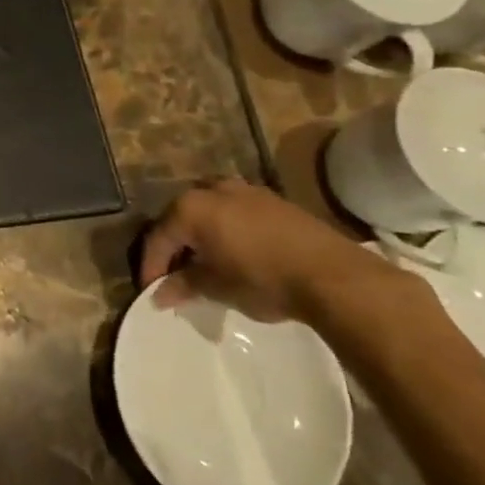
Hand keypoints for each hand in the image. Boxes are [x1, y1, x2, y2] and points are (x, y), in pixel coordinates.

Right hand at [140, 179, 396, 323]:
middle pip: (181, 218)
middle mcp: (213, 190)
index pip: (158, 237)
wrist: (334, 276)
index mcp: (190, 208)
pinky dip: (228, 230)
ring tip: (206, 261)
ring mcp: (246, 191)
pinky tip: (236, 252)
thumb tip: (160, 294)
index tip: (150, 290)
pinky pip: (237, 212)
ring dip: (203, 234)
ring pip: (210, 211)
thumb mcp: (216, 287)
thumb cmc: (262, 279)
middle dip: (175, 246)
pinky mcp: (274, 200)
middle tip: (175, 274)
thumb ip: (183, 285)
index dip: (151, 266)